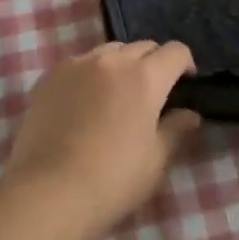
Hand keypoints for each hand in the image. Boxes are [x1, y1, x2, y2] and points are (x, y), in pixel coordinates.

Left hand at [3, 41, 201, 239]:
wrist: (48, 193)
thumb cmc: (112, 180)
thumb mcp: (155, 162)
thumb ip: (175, 130)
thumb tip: (189, 114)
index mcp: (145, 77)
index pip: (176, 51)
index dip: (185, 65)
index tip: (184, 86)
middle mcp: (112, 60)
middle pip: (143, 46)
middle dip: (153, 64)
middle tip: (151, 96)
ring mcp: (78, 64)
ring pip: (109, 51)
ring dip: (121, 65)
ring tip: (115, 96)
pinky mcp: (50, 76)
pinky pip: (79, 64)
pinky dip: (89, 75)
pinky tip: (82, 104)